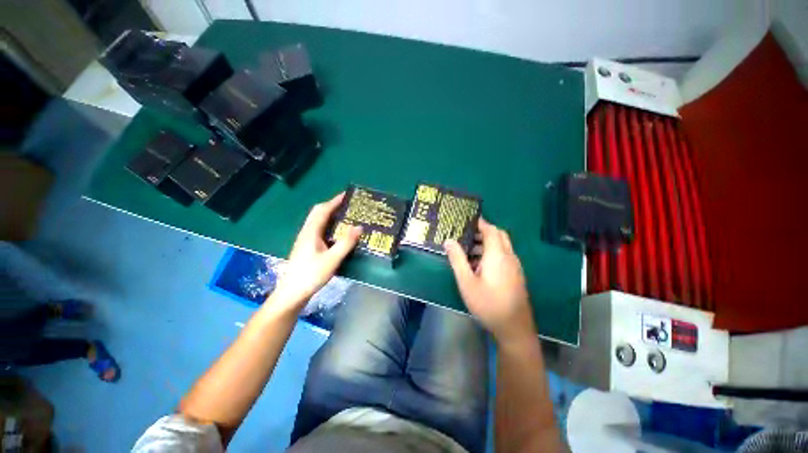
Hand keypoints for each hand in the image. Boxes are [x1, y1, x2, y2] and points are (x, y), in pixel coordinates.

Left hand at [273, 193, 361, 309]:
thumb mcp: (332, 259)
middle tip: (347, 206)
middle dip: (331, 206)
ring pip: (317, 221)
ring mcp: (305, 240)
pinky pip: (319, 230)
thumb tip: (359, 227)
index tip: (347, 195)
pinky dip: (328, 226)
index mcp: (311, 232)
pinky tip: (337, 234)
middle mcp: (306, 232)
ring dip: (330, 215)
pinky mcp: (307, 248)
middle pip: (318, 213)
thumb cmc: (311, 275)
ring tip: (345, 217)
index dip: (334, 201)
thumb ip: (346, 243)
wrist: (292, 293)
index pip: (323, 210)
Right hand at [445, 218, 535, 343]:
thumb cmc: (487, 303)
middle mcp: (509, 257)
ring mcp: (515, 266)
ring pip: (502, 246)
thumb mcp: (466, 282)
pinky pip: (504, 256)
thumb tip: (448, 240)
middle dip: (484, 231)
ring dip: (488, 243)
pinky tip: (480, 265)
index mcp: (497, 255)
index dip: (480, 223)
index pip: (491, 230)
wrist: (514, 328)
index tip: (468, 220)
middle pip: (499, 235)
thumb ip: (457, 259)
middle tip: (467, 234)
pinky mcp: (516, 275)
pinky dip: (493, 252)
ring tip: (469, 249)